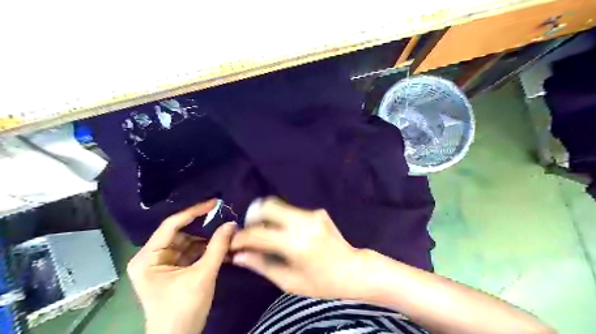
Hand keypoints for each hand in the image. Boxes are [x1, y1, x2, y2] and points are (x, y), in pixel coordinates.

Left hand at [128, 200, 236, 333]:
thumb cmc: (184, 309)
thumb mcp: (203, 275)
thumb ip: (218, 247)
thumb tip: (231, 223)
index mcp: (147, 258)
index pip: (171, 225)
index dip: (194, 212)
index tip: (214, 202)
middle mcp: (151, 257)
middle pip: (180, 234)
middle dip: (203, 229)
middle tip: (224, 220)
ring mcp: (162, 264)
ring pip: (187, 243)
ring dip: (207, 240)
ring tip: (226, 235)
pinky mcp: (172, 270)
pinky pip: (190, 253)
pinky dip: (205, 250)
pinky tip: (221, 247)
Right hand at [229, 196, 363, 298]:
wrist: (353, 269)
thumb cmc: (322, 282)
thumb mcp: (289, 281)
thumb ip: (261, 265)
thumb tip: (238, 256)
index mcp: (295, 243)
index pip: (258, 233)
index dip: (241, 237)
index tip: (234, 242)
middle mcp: (303, 222)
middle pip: (267, 205)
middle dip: (253, 216)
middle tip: (250, 231)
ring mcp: (312, 214)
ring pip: (279, 205)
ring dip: (267, 217)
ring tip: (267, 234)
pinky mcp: (318, 211)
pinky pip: (292, 211)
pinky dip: (283, 219)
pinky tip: (288, 234)